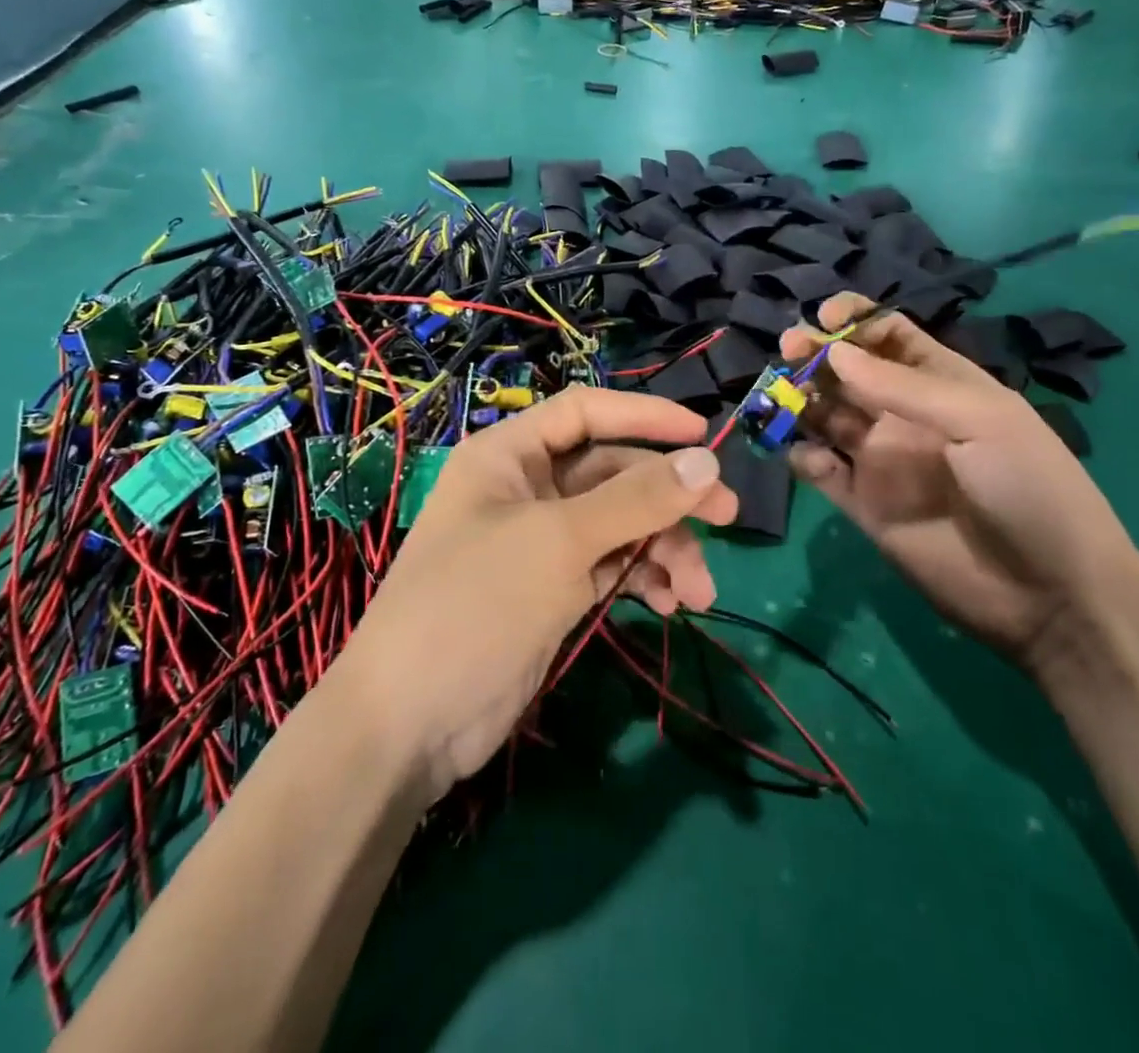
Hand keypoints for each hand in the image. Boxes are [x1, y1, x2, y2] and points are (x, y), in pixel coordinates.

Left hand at [334, 389, 737, 799]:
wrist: (410, 724)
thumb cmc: (476, 604)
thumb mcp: (559, 542)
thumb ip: (635, 499)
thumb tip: (707, 462)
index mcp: (510, 455)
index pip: (586, 413)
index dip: (645, 416)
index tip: (703, 433)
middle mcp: (527, 489)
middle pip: (613, 472)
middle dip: (669, 496)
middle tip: (728, 517)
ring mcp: (542, 542)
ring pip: (621, 524)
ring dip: (665, 548)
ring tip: (700, 591)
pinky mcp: (554, 589)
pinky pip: (613, 565)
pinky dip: (645, 578)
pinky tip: (673, 604)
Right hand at [780, 294, 1138, 675]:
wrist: (1048, 592)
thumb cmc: (1027, 486)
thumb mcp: (978, 419)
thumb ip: (901, 386)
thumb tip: (833, 352)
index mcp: (939, 383)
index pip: (888, 335)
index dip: (855, 320)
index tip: (824, 318)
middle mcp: (902, 414)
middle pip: (846, 371)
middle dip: (814, 354)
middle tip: (789, 349)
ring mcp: (879, 459)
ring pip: (823, 415)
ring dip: (797, 400)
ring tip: (778, 397)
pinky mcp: (861, 504)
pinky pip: (819, 470)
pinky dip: (803, 457)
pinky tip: (810, 457)